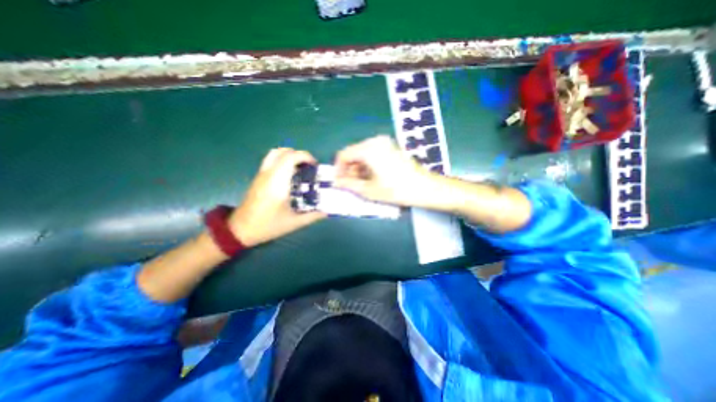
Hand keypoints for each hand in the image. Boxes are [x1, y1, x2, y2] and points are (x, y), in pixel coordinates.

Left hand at [231, 147, 326, 247]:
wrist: (240, 230)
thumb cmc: (268, 225)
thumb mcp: (294, 223)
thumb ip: (313, 216)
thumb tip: (328, 211)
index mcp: (278, 182)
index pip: (291, 157)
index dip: (305, 156)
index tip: (315, 166)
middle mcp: (268, 174)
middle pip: (282, 151)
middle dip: (299, 155)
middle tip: (309, 167)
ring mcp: (261, 175)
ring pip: (274, 154)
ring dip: (289, 156)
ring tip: (300, 168)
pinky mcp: (258, 178)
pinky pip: (270, 161)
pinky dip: (282, 161)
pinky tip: (289, 176)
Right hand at [334, 135, 432, 206]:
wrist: (425, 187)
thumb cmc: (396, 189)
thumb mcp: (369, 190)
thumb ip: (349, 184)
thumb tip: (336, 182)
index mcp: (368, 148)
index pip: (344, 155)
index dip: (338, 169)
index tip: (339, 182)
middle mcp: (375, 141)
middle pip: (353, 153)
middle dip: (349, 170)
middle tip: (350, 186)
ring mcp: (385, 143)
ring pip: (363, 154)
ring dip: (358, 169)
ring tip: (362, 184)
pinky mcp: (391, 148)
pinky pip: (373, 154)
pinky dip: (368, 166)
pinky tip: (372, 178)